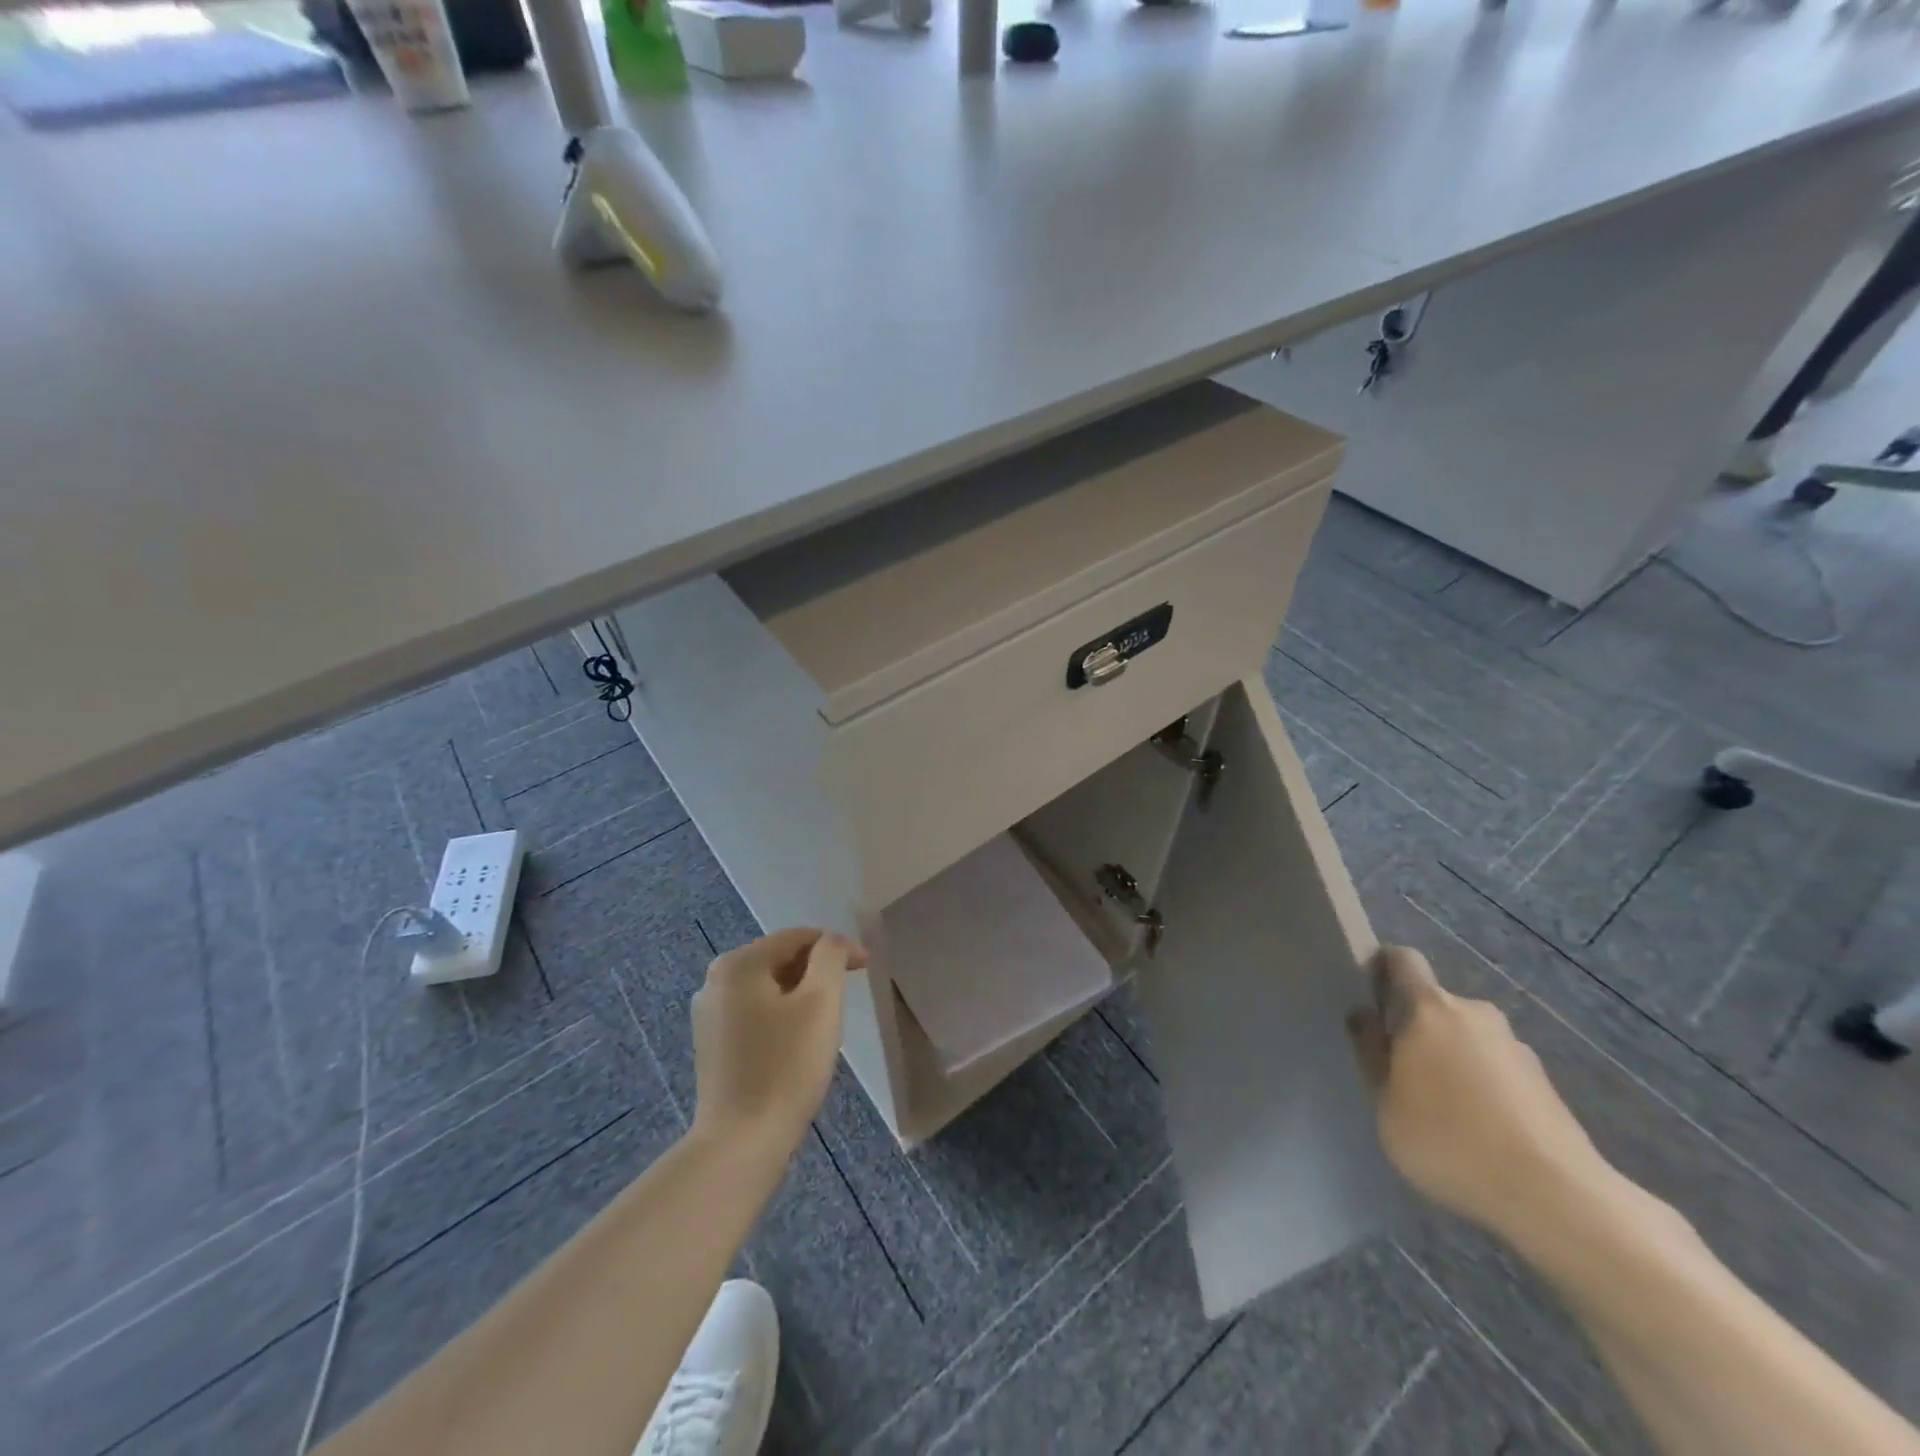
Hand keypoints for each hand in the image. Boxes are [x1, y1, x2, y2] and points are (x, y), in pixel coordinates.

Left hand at [689, 928, 864, 1158]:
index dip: (836, 946)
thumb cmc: (786, 1067)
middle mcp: (714, 981)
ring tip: (826, 1020)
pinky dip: (781, 1016)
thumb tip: (832, 942)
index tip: (866, 967)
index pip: (797, 937)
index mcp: (738, 964)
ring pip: (768, 988)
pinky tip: (797, 1043)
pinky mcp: (712, 1045)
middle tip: (848, 995)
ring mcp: (708, 1015)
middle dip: (817, 971)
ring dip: (800, 995)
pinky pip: (755, 1013)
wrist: (740, 1144)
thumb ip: (831, 957)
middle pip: (780, 959)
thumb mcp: (821, 1002)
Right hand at [1346, 945, 1617, 1249]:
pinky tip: (1478, 1131)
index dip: (1383, 968)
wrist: (1555, 1196)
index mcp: (1430, 1008)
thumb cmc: (1449, 1139)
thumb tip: (1363, 1016)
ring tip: (1442, 1109)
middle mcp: (1475, 1013)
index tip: (1369, 994)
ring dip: (1452, 1059)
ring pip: (1468, 1039)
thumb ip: (1371, 1053)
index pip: (1403, 960)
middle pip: (1436, 1005)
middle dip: (1417, 1028)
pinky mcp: (1545, 1084)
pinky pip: (1498, 1070)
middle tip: (1402, 1071)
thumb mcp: (1386, 1102)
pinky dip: (1483, 1087)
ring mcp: (1516, 1047)